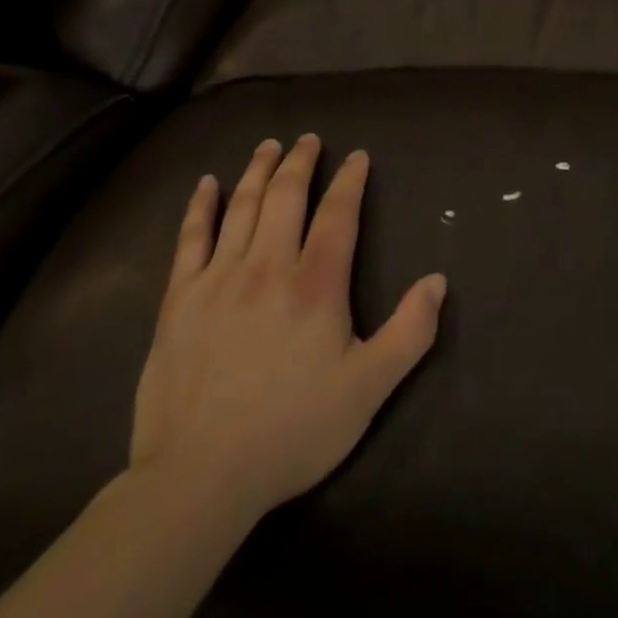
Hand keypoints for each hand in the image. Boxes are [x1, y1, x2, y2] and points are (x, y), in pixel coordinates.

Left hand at [129, 135, 446, 538]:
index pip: (338, 214)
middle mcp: (268, 266)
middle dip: (300, 162)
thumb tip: (439, 280)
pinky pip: (190, 239)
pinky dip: (200, 206)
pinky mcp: (179, 301)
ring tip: (268, 145)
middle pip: (285, 197)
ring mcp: (218, 280)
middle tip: (309, 139)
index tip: (358, 156)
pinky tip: (206, 184)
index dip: (349, 180)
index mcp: (316, 284)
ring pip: (241, 207)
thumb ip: (410, 332)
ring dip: (257, 171)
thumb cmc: (292, 431)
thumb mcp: (368, 388)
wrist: (198, 478)